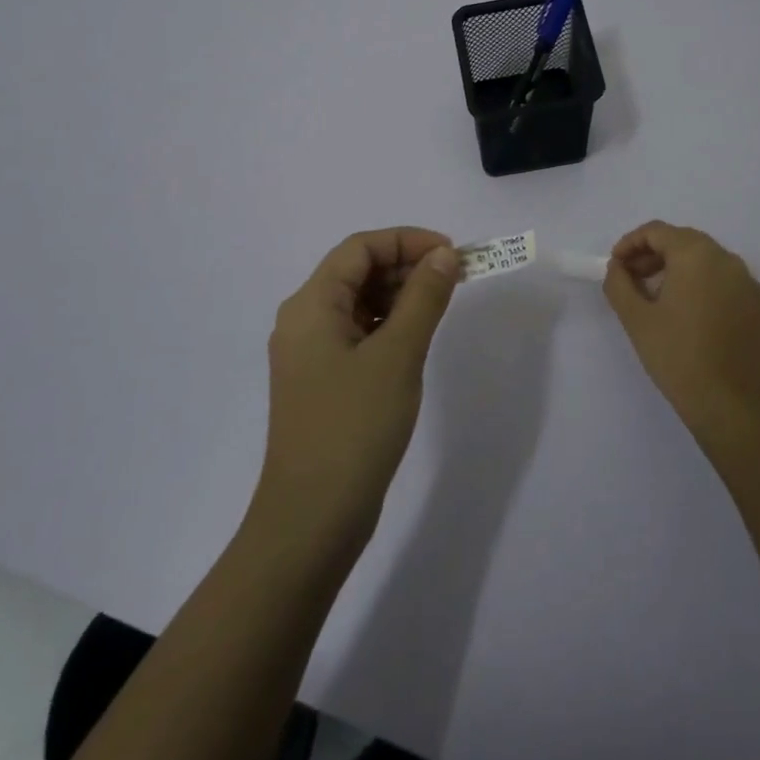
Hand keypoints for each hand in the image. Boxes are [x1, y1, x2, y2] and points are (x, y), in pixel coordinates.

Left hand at [256, 228, 461, 552]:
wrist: (312, 518)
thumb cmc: (354, 426)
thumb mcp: (398, 354)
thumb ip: (424, 298)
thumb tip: (444, 256)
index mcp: (311, 305)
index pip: (360, 248)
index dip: (407, 241)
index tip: (451, 254)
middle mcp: (303, 320)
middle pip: (356, 272)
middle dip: (406, 266)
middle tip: (455, 279)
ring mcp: (310, 354)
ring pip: (358, 303)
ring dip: (399, 295)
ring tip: (441, 305)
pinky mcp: (322, 381)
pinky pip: (357, 334)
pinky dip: (388, 325)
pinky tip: (416, 339)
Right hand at [604, 221, 759, 438]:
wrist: (729, 404)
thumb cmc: (676, 355)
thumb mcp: (635, 318)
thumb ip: (619, 283)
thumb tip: (618, 268)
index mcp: (696, 255)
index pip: (657, 231)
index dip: (630, 243)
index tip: (616, 265)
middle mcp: (728, 260)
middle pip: (685, 243)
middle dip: (655, 255)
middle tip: (634, 280)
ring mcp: (751, 285)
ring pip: (709, 264)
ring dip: (681, 272)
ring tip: (661, 300)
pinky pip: (728, 288)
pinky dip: (707, 292)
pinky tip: (694, 320)